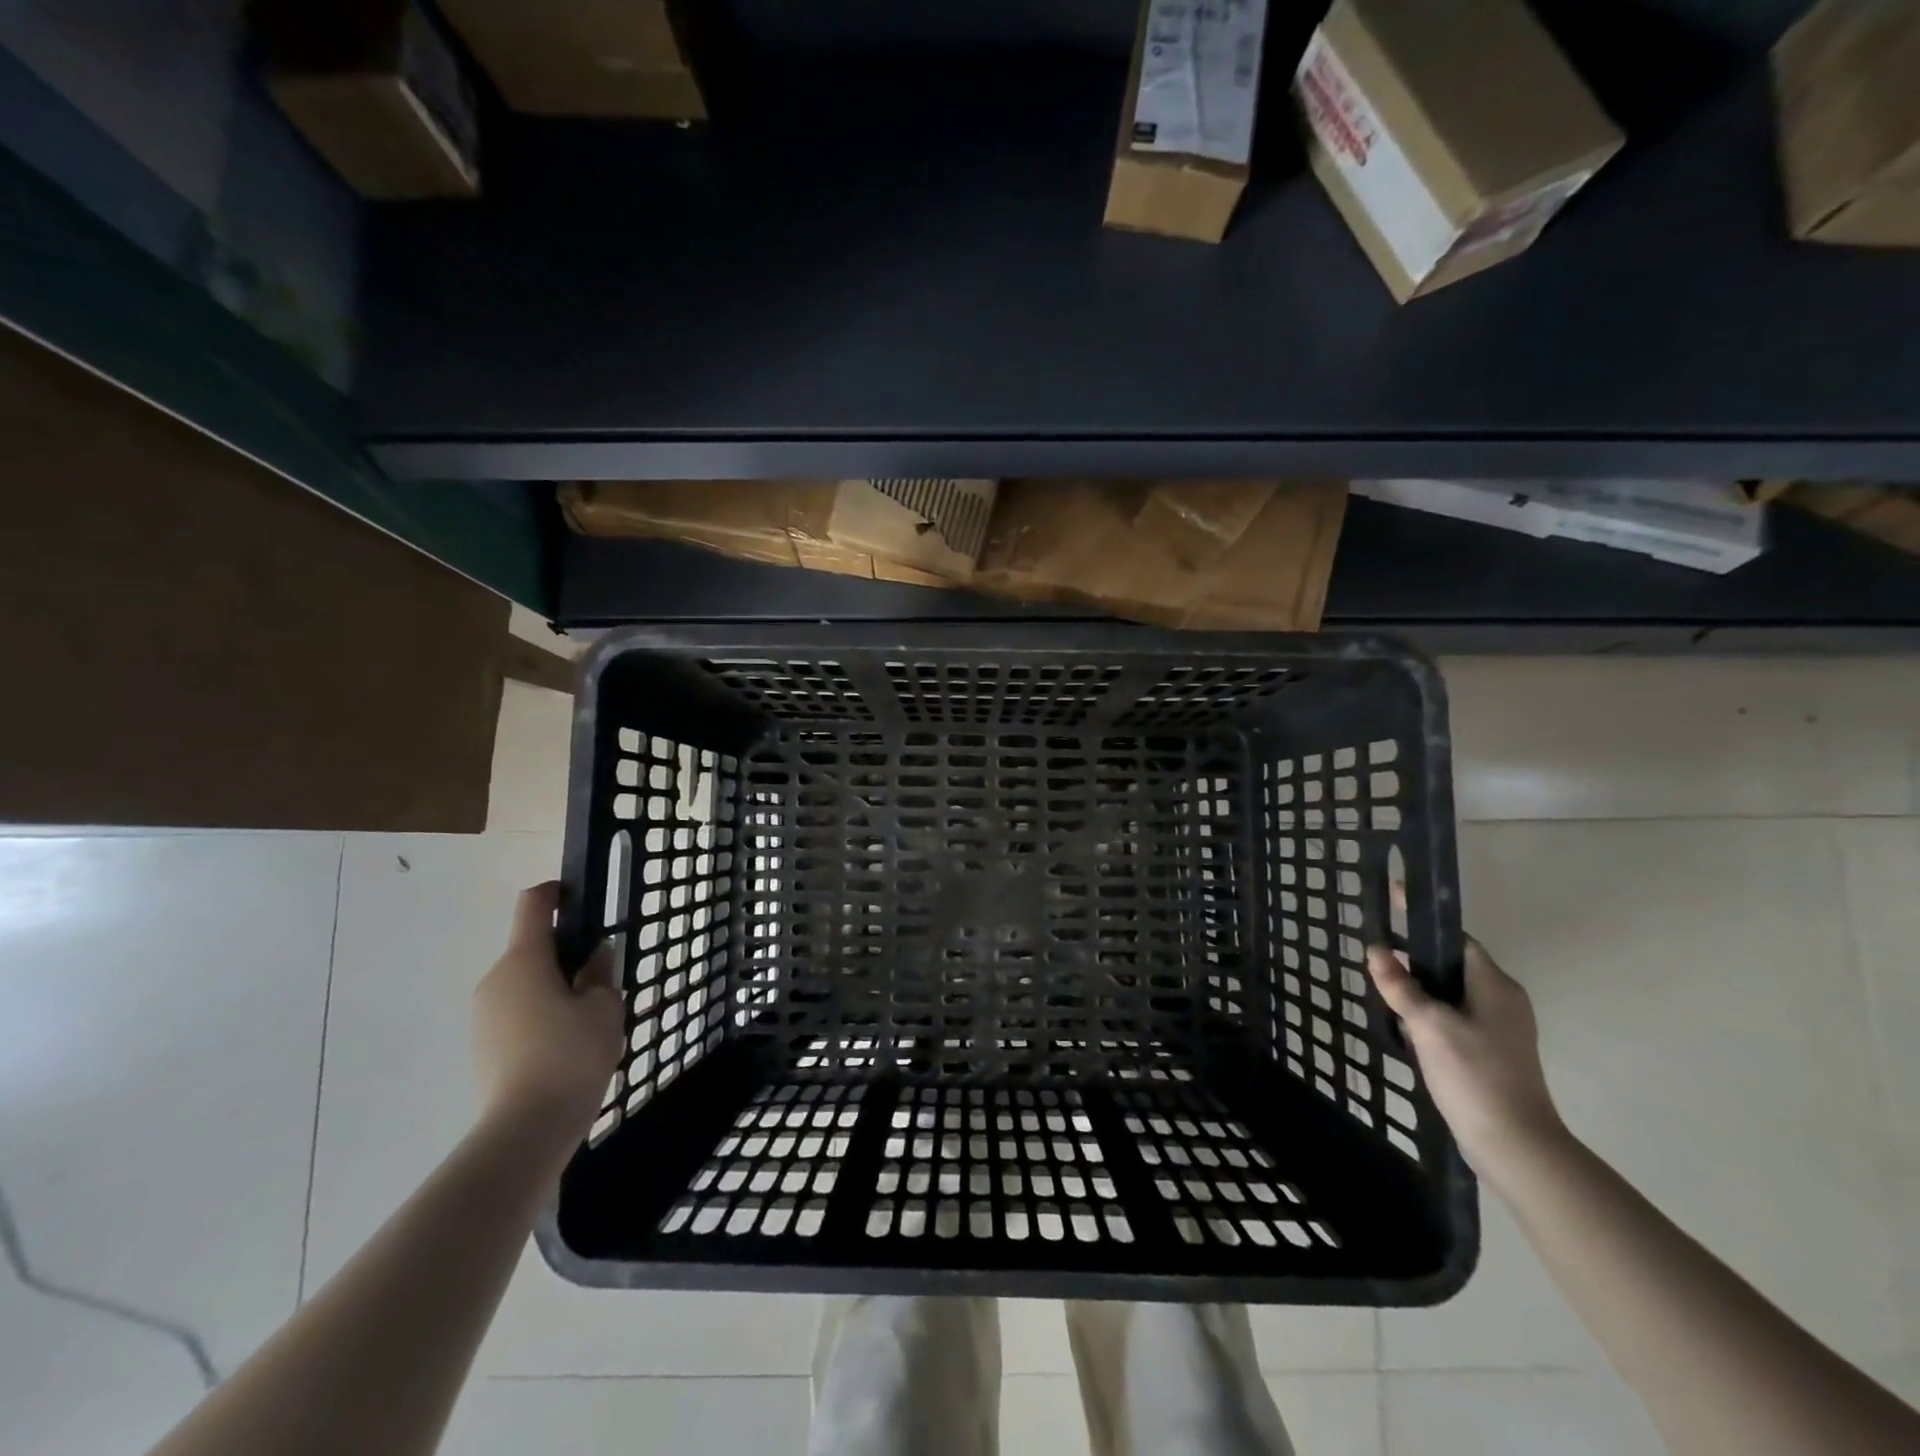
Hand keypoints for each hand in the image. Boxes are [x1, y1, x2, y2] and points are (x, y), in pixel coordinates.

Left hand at [472, 882, 623, 1141]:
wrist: (526, 1129)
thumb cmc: (571, 1054)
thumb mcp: (605, 1006)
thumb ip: (601, 972)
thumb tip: (595, 956)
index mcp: (524, 960)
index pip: (533, 905)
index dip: (555, 892)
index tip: (580, 897)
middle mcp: (495, 979)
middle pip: (531, 948)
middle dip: (566, 954)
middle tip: (602, 978)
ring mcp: (483, 1015)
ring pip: (525, 983)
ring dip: (554, 986)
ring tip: (589, 1018)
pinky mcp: (483, 1045)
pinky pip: (516, 1012)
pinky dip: (541, 1014)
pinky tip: (567, 1044)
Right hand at [1366, 935, 1568, 1179]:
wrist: (1514, 1145)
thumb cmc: (1474, 1074)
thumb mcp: (1429, 1025)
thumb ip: (1400, 986)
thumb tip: (1376, 950)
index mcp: (1495, 985)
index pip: (1456, 939)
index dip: (1423, 919)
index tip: (1392, 898)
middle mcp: (1501, 1000)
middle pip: (1450, 965)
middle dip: (1414, 958)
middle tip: (1375, 953)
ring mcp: (1497, 1029)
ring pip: (1449, 993)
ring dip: (1418, 989)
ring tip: (1381, 988)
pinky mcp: (1488, 1052)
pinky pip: (1451, 1017)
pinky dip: (1426, 1014)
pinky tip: (1401, 1026)